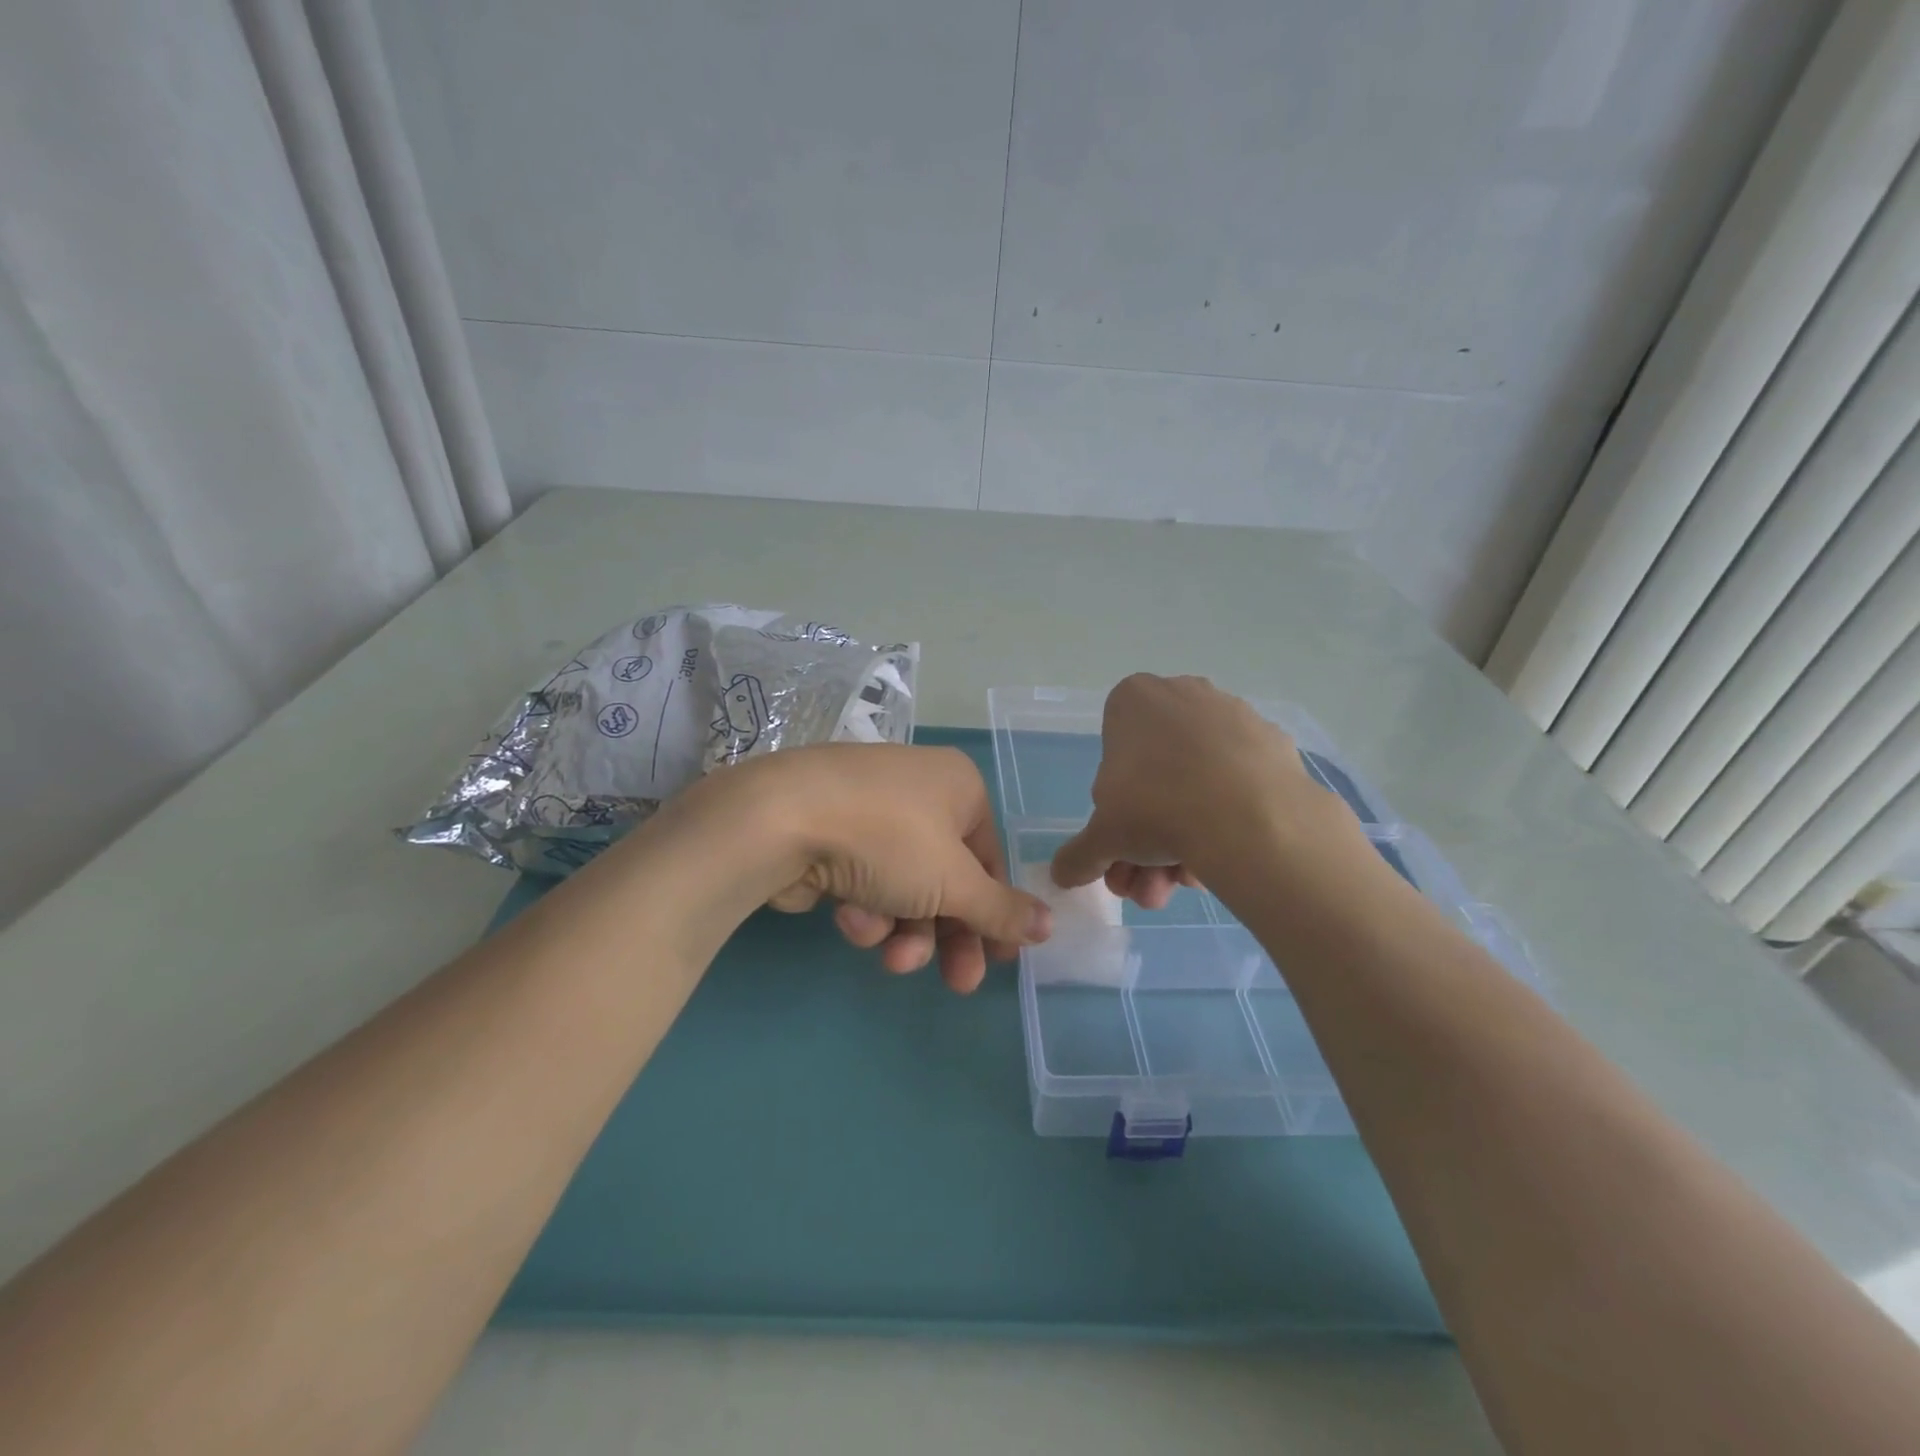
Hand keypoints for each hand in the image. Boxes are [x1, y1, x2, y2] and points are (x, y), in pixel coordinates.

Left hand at [713, 743, 1050, 992]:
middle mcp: (918, 792)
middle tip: (958, 984)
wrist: (779, 820)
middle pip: (947, 878)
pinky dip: (863, 906)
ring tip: (888, 954)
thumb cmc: (888, 840)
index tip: (999, 962)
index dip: (995, 913)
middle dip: (949, 935)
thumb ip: (1002, 910)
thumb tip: (1049, 925)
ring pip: (904, 887)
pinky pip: (864, 879)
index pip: (990, 859)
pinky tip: (847, 917)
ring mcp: (870, 812)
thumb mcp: (955, 882)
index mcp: (959, 787)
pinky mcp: (830, 835)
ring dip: (902, 929)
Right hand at [1050, 674, 1373, 906]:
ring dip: (1184, 839)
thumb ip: (1079, 854)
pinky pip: (1238, 783)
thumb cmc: (1156, 808)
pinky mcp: (1274, 743)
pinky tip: (1222, 861)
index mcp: (1134, 700)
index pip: (1112, 753)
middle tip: (1150, 884)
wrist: (1251, 818)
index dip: (1114, 807)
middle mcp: (1183, 694)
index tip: (1122, 844)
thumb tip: (1062, 875)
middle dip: (1148, 839)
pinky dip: (1226, 819)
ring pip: (1197, 782)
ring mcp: (1234, 715)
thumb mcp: (1102, 838)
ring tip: (1184, 886)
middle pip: (1156, 776)